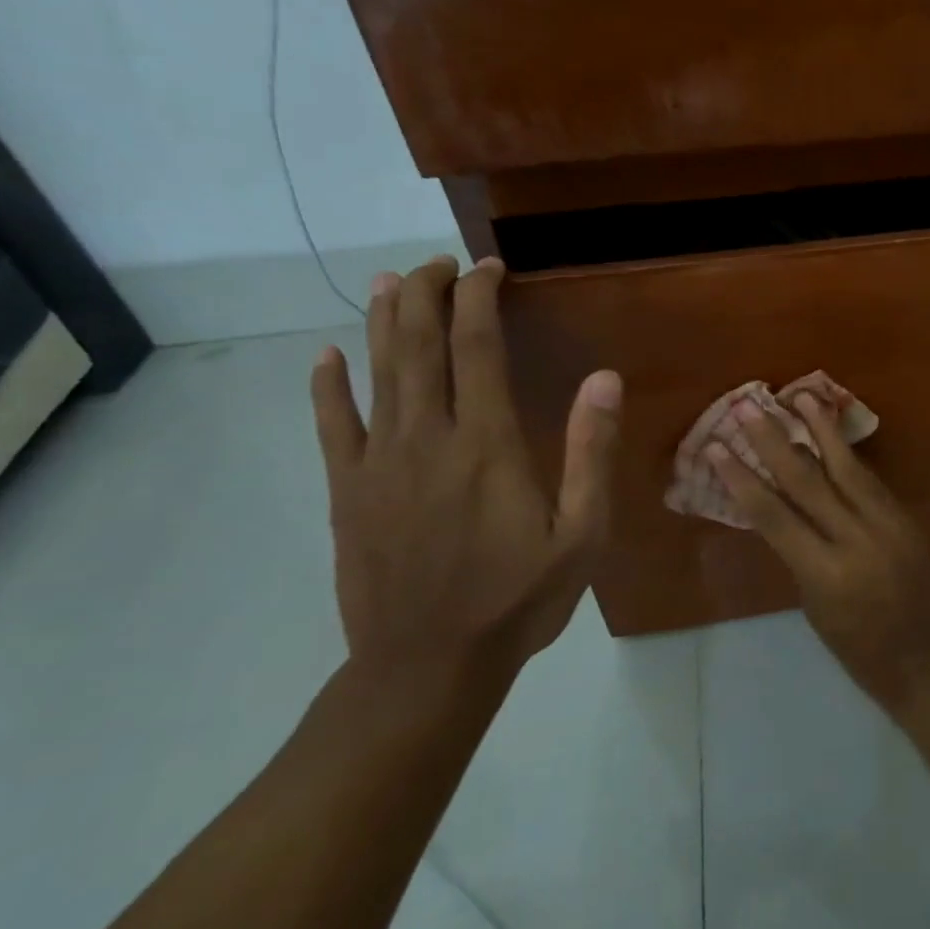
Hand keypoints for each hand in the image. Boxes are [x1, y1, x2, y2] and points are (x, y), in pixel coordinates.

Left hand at [310, 255, 622, 673]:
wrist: (428, 666)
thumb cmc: (519, 598)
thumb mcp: (582, 532)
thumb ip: (591, 451)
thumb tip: (604, 378)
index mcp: (488, 443)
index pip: (477, 346)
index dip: (480, 297)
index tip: (489, 267)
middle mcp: (428, 438)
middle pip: (418, 345)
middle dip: (427, 293)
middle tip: (439, 262)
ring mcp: (379, 463)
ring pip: (376, 373)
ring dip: (381, 321)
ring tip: (388, 282)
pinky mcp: (348, 493)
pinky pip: (333, 426)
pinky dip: (328, 387)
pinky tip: (325, 358)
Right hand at [707, 395, 929, 714]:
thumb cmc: (862, 653)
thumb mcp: (817, 610)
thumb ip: (801, 558)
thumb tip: (785, 513)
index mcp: (824, 574)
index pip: (774, 516)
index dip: (742, 479)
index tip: (717, 448)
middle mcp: (855, 540)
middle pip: (807, 481)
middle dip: (774, 442)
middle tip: (749, 407)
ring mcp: (887, 525)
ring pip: (847, 468)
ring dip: (821, 430)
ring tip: (800, 397)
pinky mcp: (907, 520)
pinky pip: (872, 482)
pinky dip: (850, 456)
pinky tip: (836, 435)